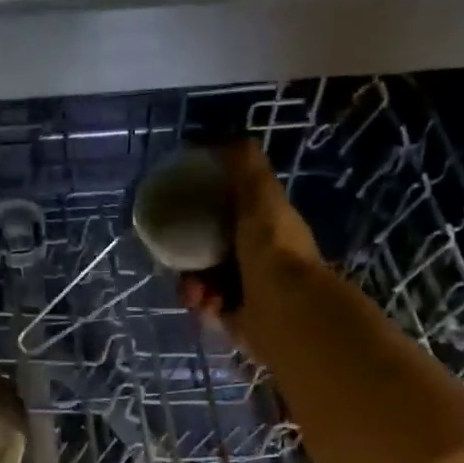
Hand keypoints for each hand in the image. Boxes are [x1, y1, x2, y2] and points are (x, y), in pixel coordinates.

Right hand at [176, 139, 325, 331]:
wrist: (285, 311)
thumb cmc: (272, 249)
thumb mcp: (259, 194)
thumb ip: (244, 165)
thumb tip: (223, 141)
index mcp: (268, 227)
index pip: (232, 213)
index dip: (207, 211)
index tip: (184, 211)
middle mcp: (261, 258)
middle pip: (212, 249)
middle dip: (191, 253)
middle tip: (178, 257)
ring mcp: (250, 291)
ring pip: (205, 280)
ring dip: (193, 284)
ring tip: (195, 291)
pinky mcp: (238, 321)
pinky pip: (207, 308)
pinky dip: (203, 305)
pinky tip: (207, 305)